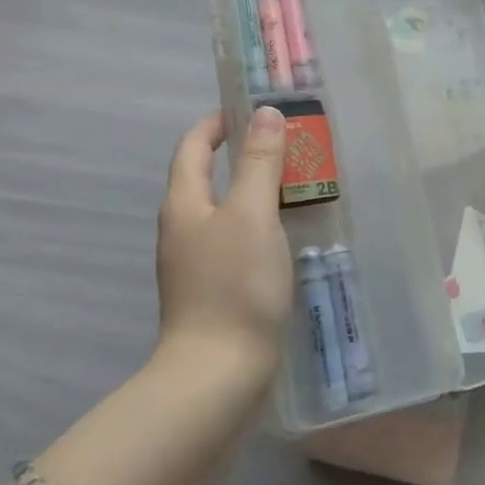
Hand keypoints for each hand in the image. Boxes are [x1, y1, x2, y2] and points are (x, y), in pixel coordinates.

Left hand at [155, 108, 293, 380]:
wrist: (218, 377)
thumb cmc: (234, 286)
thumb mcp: (252, 214)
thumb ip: (259, 162)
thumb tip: (264, 114)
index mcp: (184, 203)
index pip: (194, 146)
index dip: (218, 122)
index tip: (252, 107)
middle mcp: (184, 228)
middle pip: (209, 176)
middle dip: (246, 154)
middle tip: (291, 145)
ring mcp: (197, 263)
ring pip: (227, 210)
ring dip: (258, 191)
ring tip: (300, 184)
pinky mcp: (215, 291)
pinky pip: (238, 241)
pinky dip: (262, 225)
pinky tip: (291, 234)